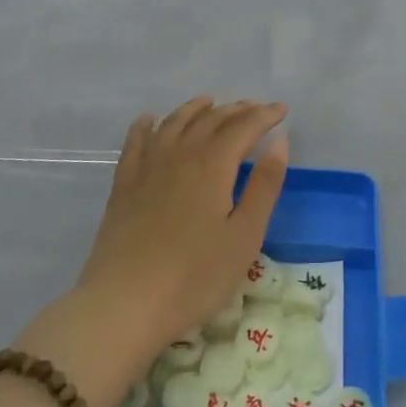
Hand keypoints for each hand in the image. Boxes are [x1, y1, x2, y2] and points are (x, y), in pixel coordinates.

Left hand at [77, 96, 289, 349]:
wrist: (125, 304)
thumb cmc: (195, 277)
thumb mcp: (244, 236)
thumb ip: (264, 185)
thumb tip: (279, 141)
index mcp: (213, 166)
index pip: (243, 128)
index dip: (264, 116)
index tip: (281, 111)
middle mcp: (180, 156)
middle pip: (210, 121)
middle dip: (235, 111)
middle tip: (254, 108)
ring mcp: (147, 168)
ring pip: (173, 124)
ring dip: (195, 110)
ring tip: (209, 102)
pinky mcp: (123, 186)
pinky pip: (136, 143)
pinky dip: (146, 125)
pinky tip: (150, 120)